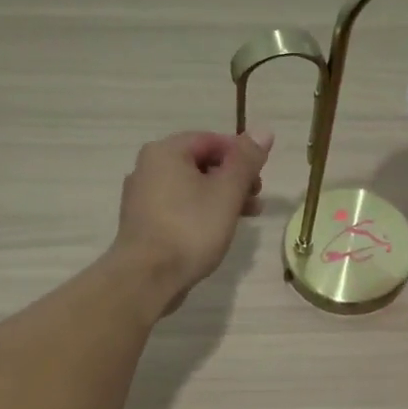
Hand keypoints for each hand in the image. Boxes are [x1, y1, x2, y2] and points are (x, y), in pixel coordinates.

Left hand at [111, 129, 274, 310]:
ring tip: (246, 217)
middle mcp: (148, 167)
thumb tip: (264, 131)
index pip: (211, 140)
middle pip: (200, 163)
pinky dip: (201, 212)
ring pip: (191, 188)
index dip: (241, 155)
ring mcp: (142, 197)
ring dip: (221, 197)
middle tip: (256, 198)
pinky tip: (218, 231)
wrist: (147, 277)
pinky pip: (179, 208)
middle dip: (233, 179)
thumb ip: (246, 161)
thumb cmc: (191, 229)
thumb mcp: (227, 192)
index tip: (260, 177)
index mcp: (165, 152)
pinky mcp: (144, 223)